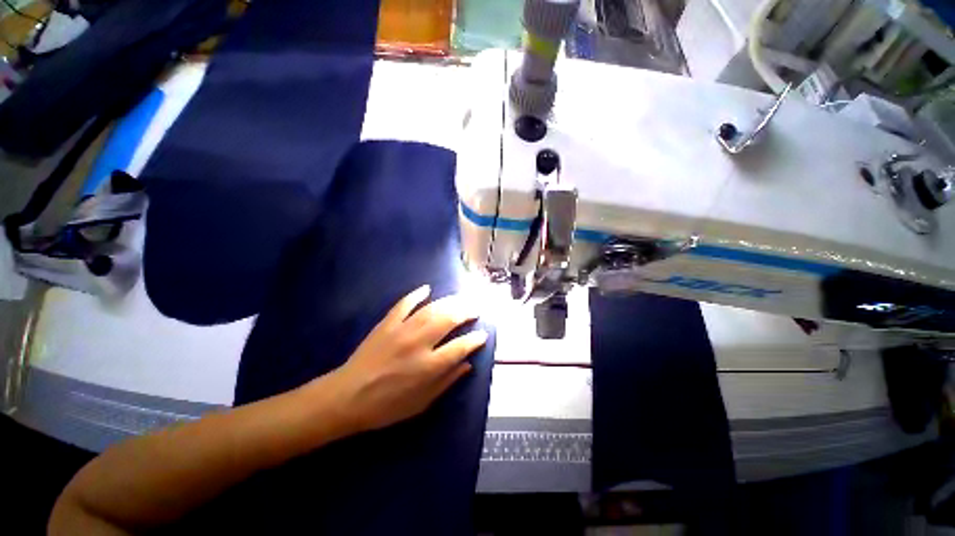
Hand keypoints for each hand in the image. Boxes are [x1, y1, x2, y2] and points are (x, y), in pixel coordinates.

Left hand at [324, 285, 487, 432]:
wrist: (346, 398)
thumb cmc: (386, 406)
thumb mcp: (421, 403)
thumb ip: (446, 382)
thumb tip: (468, 364)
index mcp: (428, 367)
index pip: (460, 347)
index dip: (475, 339)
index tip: (483, 334)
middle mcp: (418, 344)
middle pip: (449, 320)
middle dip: (466, 312)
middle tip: (476, 309)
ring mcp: (401, 331)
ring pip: (431, 309)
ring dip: (450, 302)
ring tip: (461, 299)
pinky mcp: (386, 324)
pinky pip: (404, 304)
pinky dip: (416, 295)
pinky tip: (427, 289)